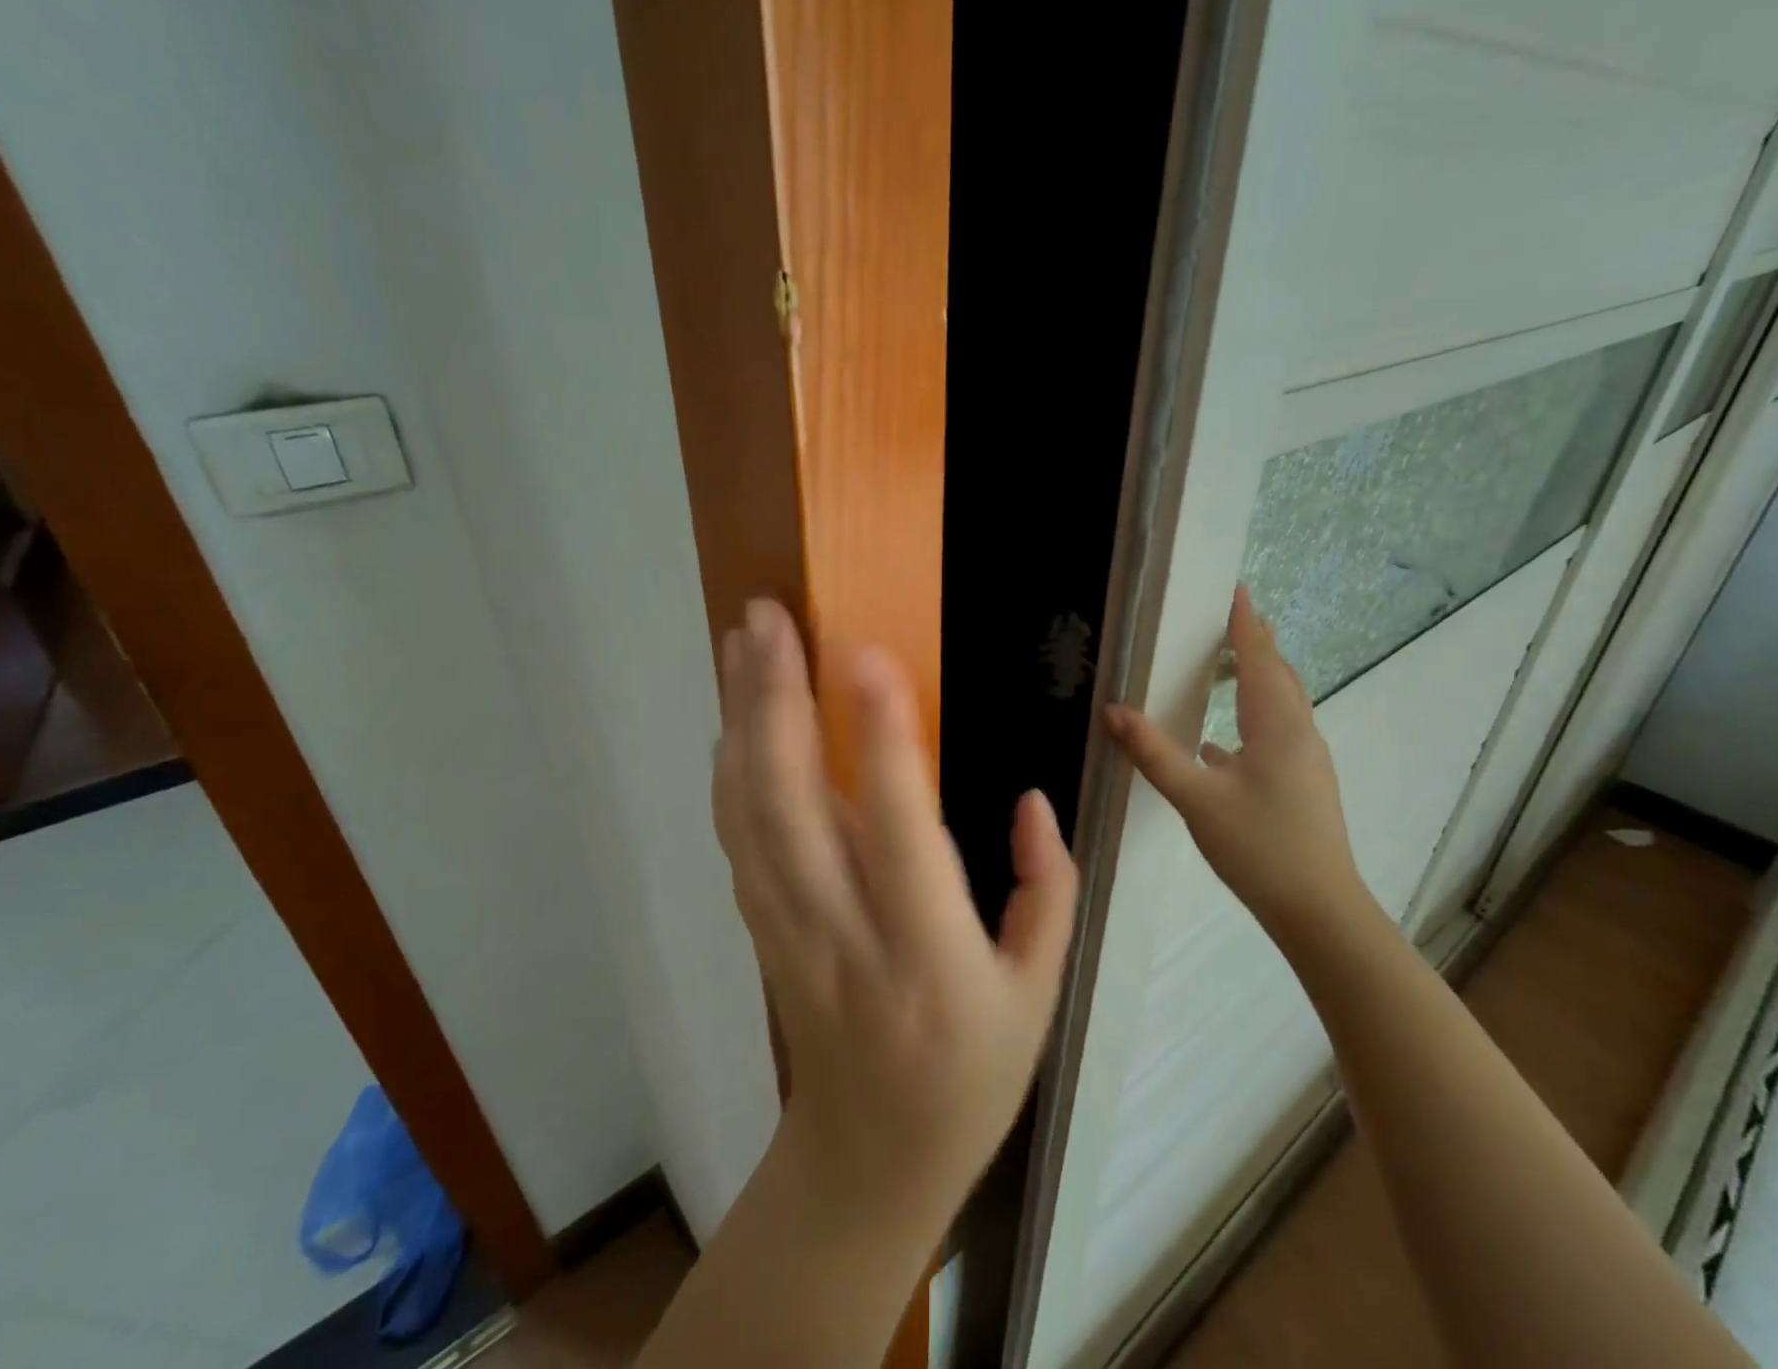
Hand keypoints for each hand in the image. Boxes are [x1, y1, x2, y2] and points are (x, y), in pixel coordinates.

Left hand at [713, 599, 1077, 1224]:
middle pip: (791, 810)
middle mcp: (845, 937)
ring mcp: (787, 934)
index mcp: (932, 957)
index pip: (901, 834)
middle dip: (775, 702)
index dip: (883, 743)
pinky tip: (732, 716)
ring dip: (741, 721)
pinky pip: (737, 839)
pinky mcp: (761, 931)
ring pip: (749, 816)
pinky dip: (729, 770)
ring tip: (743, 642)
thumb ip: (1048, 888)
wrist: (871, 1159)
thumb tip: (1028, 800)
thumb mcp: (1042, 993)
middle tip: (768, 618)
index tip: (867, 657)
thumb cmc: (974, 1074)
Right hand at [1104, 586, 1368, 934]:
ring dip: (1256, 678)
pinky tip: (1219, 742)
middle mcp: (1299, 734)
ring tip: (1224, 666)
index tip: (1233, 589)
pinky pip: (1275, 733)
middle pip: (1278, 675)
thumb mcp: (1196, 799)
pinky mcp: (1301, 785)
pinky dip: (1250, 718)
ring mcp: (1305, 761)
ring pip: (1280, 705)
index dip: (1245, 623)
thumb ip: (1153, 752)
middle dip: (1254, 644)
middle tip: (1224, 621)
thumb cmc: (1260, 847)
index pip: (1260, 658)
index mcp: (1279, 726)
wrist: (1319, 911)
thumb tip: (1113, 711)